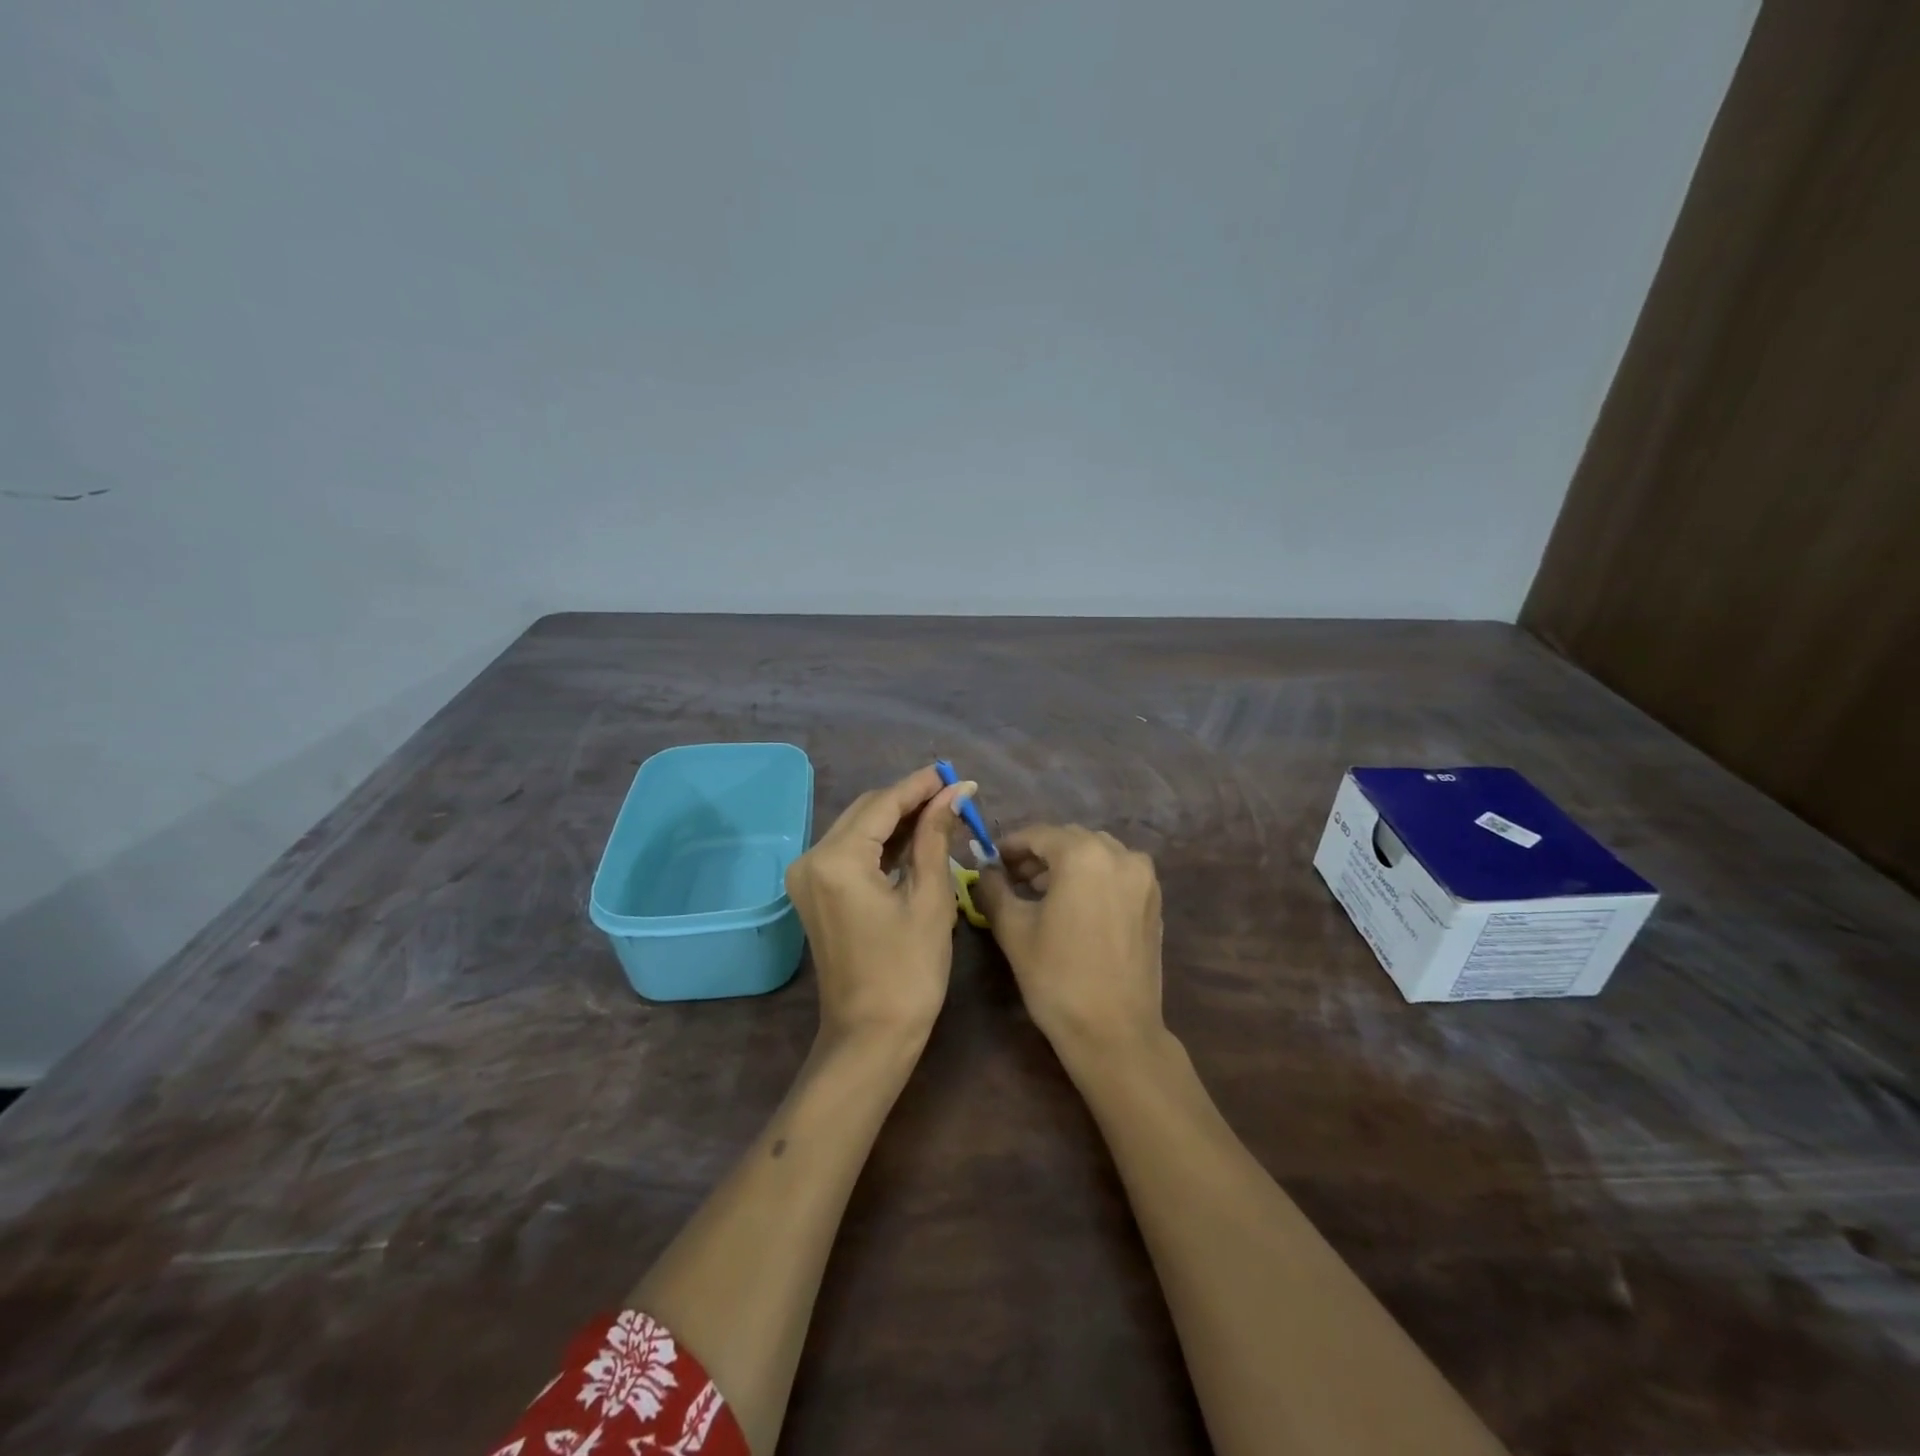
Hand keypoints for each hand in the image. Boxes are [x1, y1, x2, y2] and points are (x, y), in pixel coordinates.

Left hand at [784, 765, 971, 1049]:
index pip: (883, 804)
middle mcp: (811, 859)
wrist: (869, 1037)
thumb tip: (954, 792)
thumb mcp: (930, 899)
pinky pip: (851, 852)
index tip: (954, 773)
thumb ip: (935, 836)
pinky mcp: (814, 892)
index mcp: (837, 860)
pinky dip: (882, 844)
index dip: (920, 786)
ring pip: (858, 829)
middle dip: (909, 800)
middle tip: (953, 794)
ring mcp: (808, 877)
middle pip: (866, 811)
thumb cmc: (908, 972)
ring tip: (942, 812)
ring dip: (897, 820)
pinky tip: (915, 838)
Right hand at [973, 825, 1164, 1054]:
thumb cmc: (1057, 977)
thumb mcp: (1014, 929)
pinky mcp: (1154, 900)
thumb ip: (994, 889)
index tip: (990, 860)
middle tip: (1011, 876)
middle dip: (1039, 853)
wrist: (1115, 1032)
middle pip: (1069, 840)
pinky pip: (1116, 873)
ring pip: (1096, 853)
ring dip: (1066, 864)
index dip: (1011, 845)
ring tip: (1039, 891)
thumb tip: (984, 870)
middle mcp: (1120, 854)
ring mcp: (1143, 877)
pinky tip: (1073, 904)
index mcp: (1084, 855)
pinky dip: (1092, 877)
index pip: (1039, 834)